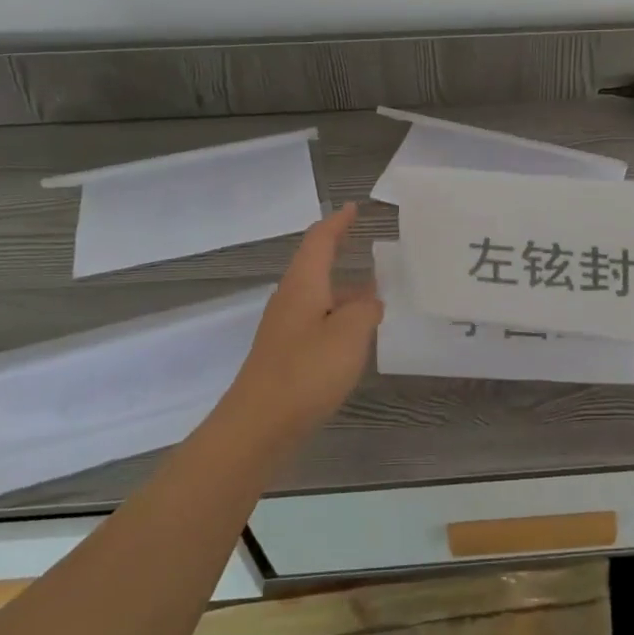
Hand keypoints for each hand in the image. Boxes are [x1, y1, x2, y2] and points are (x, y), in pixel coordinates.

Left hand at [223, 204, 382, 441]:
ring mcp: (285, 329)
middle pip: (315, 265)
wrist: (258, 426)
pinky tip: (356, 335)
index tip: (353, 208)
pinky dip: (338, 317)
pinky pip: (317, 322)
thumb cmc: (306, 371)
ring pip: (318, 296)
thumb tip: (369, 301)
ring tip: (375, 292)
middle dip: (339, 252)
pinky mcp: (286, 355)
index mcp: (304, 284)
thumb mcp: (349, 334)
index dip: (337, 223)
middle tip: (367, 245)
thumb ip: (365, 309)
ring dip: (343, 289)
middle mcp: (291, 300)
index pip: (319, 241)